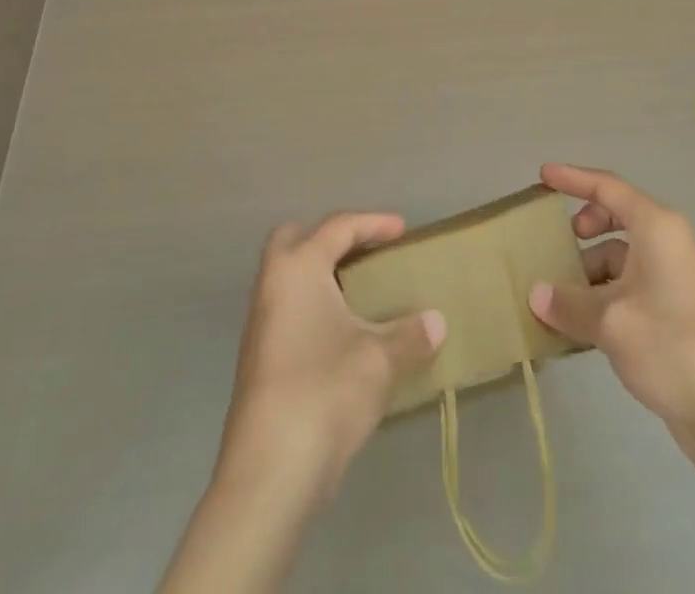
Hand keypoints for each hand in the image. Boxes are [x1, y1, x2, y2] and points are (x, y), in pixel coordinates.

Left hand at [215, 213, 445, 506]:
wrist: (269, 472)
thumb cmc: (325, 391)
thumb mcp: (379, 359)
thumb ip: (409, 334)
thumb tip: (436, 321)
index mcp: (298, 267)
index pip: (338, 227)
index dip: (373, 223)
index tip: (402, 229)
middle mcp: (272, 284)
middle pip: (297, 240)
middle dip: (331, 239)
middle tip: (366, 252)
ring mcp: (260, 323)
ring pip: (289, 278)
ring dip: (322, 276)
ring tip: (361, 294)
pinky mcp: (258, 359)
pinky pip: (288, 310)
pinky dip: (314, 307)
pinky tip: (342, 335)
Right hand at [527, 164, 694, 473]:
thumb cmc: (673, 348)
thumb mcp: (611, 322)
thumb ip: (568, 304)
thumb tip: (535, 295)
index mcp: (656, 228)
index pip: (607, 187)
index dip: (572, 178)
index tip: (542, 175)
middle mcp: (666, 245)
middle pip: (616, 219)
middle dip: (583, 228)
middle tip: (555, 244)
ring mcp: (673, 281)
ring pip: (620, 260)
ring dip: (588, 273)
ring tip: (556, 298)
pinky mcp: (674, 315)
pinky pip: (628, 291)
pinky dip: (603, 300)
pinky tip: (578, 329)